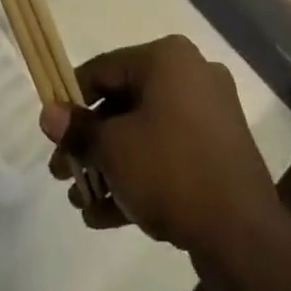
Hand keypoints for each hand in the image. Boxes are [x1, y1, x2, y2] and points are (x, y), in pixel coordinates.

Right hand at [40, 36, 287, 266]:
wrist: (241, 232)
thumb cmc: (170, 170)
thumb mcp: (113, 149)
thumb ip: (79, 130)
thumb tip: (48, 113)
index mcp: (167, 57)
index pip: (105, 68)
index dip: (72, 99)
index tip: (51, 133)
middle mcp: (191, 73)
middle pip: (125, 101)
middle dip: (91, 142)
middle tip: (64, 173)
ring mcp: (209, 112)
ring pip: (146, 131)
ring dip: (111, 164)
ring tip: (84, 201)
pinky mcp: (219, 150)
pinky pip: (168, 153)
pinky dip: (140, 174)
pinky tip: (107, 215)